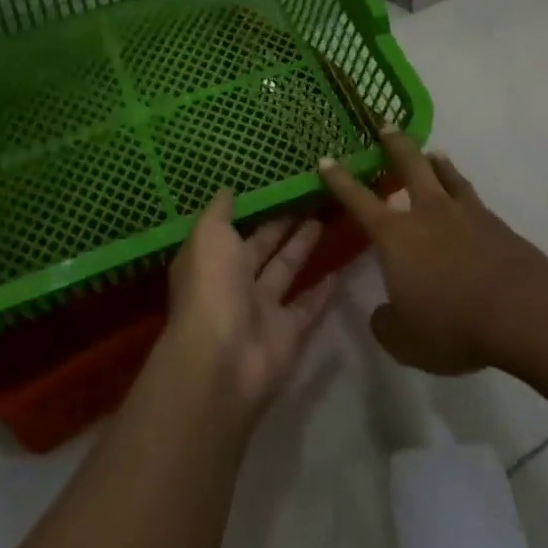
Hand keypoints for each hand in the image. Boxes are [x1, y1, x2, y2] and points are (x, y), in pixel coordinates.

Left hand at [165, 190, 339, 414]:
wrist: (223, 360)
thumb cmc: (211, 287)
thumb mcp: (208, 236)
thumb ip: (219, 212)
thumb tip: (228, 190)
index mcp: (211, 260)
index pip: (233, 230)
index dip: (253, 210)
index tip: (276, 186)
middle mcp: (234, 283)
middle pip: (262, 248)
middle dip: (281, 226)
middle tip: (308, 199)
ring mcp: (262, 310)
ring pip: (286, 271)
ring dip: (302, 249)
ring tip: (323, 221)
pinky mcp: (288, 333)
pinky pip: (308, 307)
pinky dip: (323, 291)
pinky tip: (339, 270)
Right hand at [320, 134, 547, 374]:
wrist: (523, 310)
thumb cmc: (453, 322)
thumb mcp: (406, 340)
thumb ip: (387, 324)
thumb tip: (383, 314)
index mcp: (395, 235)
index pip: (359, 200)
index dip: (339, 180)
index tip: (326, 158)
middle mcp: (427, 213)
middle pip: (409, 165)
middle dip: (394, 144)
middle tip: (386, 124)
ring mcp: (465, 214)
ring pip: (446, 175)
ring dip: (435, 161)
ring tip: (432, 152)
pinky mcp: (496, 225)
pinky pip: (472, 197)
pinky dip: (462, 188)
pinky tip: (466, 195)